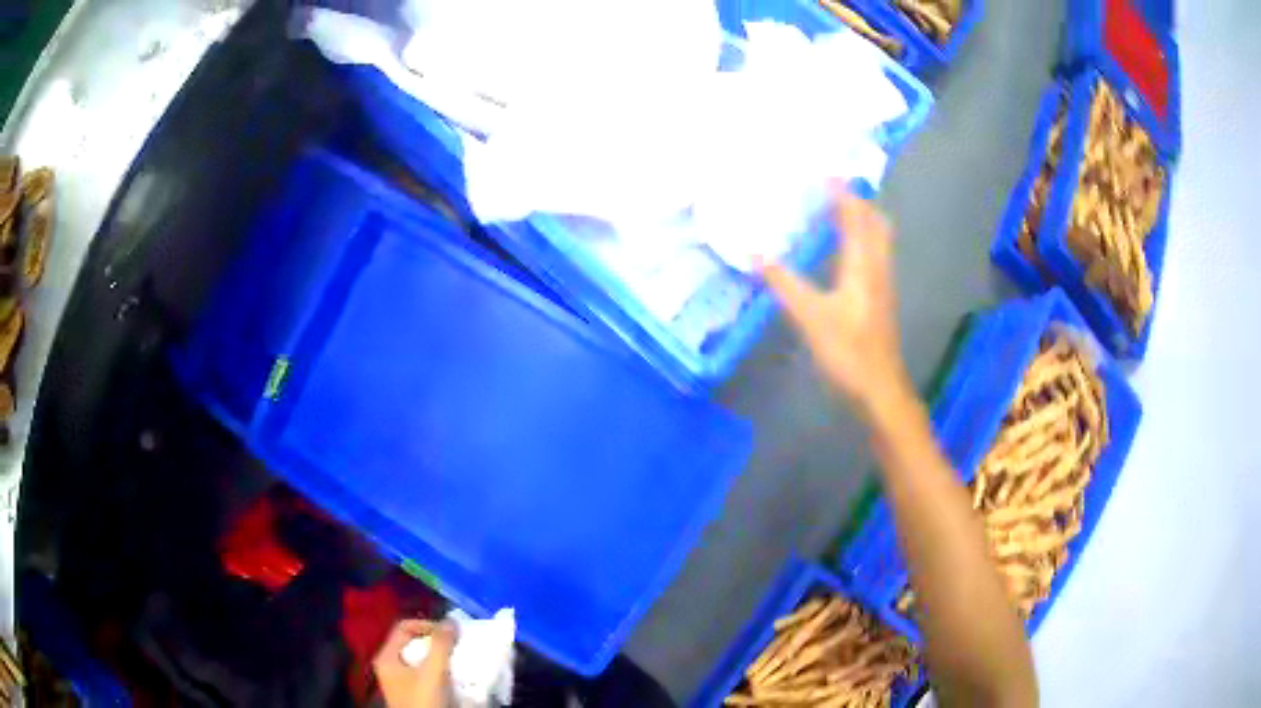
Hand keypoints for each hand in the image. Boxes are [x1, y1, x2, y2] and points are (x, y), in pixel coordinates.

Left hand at [373, 619, 457, 707]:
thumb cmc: (423, 701)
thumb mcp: (433, 673)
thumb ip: (441, 645)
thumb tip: (451, 621)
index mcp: (386, 657)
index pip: (404, 627)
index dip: (427, 626)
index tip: (451, 634)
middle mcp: (390, 665)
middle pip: (413, 643)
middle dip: (437, 642)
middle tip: (458, 645)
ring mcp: (401, 681)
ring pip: (421, 659)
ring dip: (441, 657)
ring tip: (460, 659)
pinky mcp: (413, 693)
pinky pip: (426, 673)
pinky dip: (440, 670)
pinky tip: (455, 675)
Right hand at [761, 186, 914, 424]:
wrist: (879, 388)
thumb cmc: (848, 350)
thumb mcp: (810, 316)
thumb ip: (784, 283)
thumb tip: (755, 253)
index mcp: (863, 264)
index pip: (856, 217)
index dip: (843, 192)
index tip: (827, 172)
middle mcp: (877, 267)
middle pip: (876, 223)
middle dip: (859, 202)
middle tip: (835, 189)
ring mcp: (882, 284)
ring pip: (878, 240)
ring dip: (862, 220)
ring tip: (838, 212)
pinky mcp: (880, 300)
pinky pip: (874, 256)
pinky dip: (862, 241)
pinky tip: (844, 253)